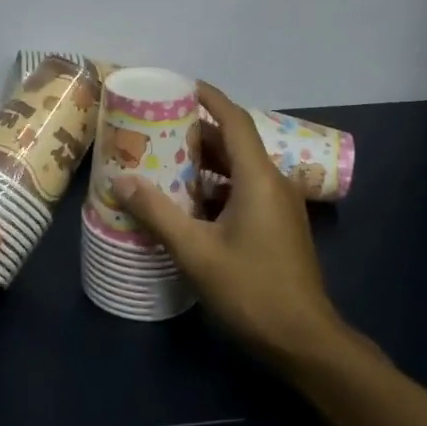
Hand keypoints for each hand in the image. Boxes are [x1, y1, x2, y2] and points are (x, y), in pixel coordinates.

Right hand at [112, 83, 353, 370]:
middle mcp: (273, 184)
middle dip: (196, 133)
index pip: (234, 120)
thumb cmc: (252, 290)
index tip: (180, 86)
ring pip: (238, 170)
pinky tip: (186, 203)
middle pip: (233, 144)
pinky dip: (215, 187)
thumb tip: (122, 180)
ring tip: (163, 162)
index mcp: (258, 178)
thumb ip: (157, 213)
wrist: (304, 340)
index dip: (209, 98)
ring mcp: (279, 207)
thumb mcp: (196, 251)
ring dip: (203, 163)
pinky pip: (243, 192)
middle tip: (155, 129)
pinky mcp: (277, 227)